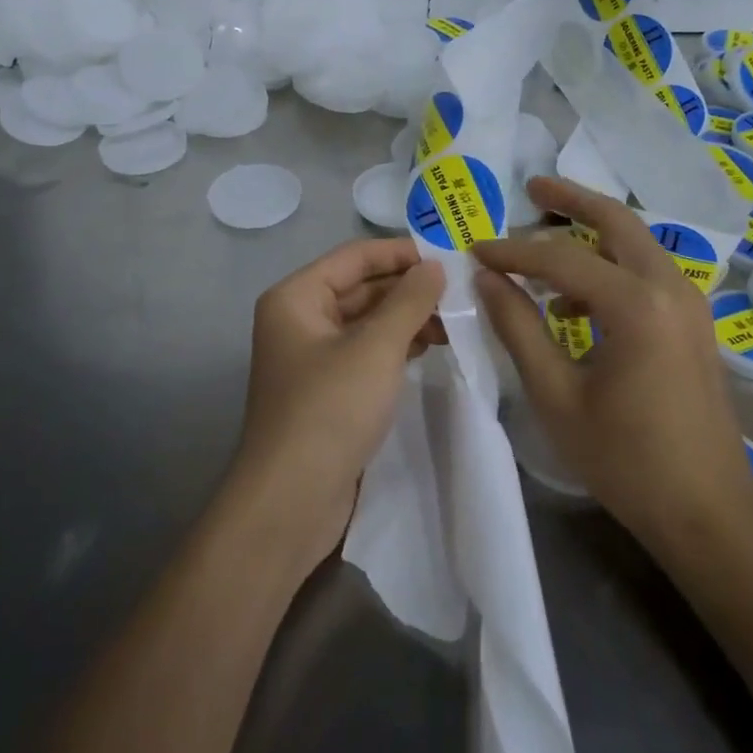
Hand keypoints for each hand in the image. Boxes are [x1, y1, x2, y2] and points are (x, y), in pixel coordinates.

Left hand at [228, 237, 445, 582]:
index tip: (449, 256)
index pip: (355, 257)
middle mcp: (299, 319)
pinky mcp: (327, 390)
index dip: (401, 252)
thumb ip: (409, 301)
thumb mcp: (376, 348)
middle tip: (461, 292)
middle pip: (361, 288)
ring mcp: (312, 357)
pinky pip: (365, 353)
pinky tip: (431, 349)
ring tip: (455, 322)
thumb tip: (435, 266)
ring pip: (366, 322)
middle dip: (408, 288)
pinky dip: (396, 347)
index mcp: (297, 297)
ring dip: (407, 318)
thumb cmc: (330, 409)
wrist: (291, 500)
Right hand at [472, 177, 752, 559]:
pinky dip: (609, 267)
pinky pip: (646, 272)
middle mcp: (670, 287)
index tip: (475, 250)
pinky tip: (574, 301)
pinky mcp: (693, 322)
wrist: (709, 512)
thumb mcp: (556, 394)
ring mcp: (690, 303)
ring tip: (543, 241)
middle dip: (572, 199)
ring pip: (635, 243)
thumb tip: (487, 278)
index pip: (560, 258)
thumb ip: (518, 328)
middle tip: (532, 187)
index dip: (513, 251)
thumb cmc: (626, 459)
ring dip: (591, 232)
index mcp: (636, 304)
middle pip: (616, 221)